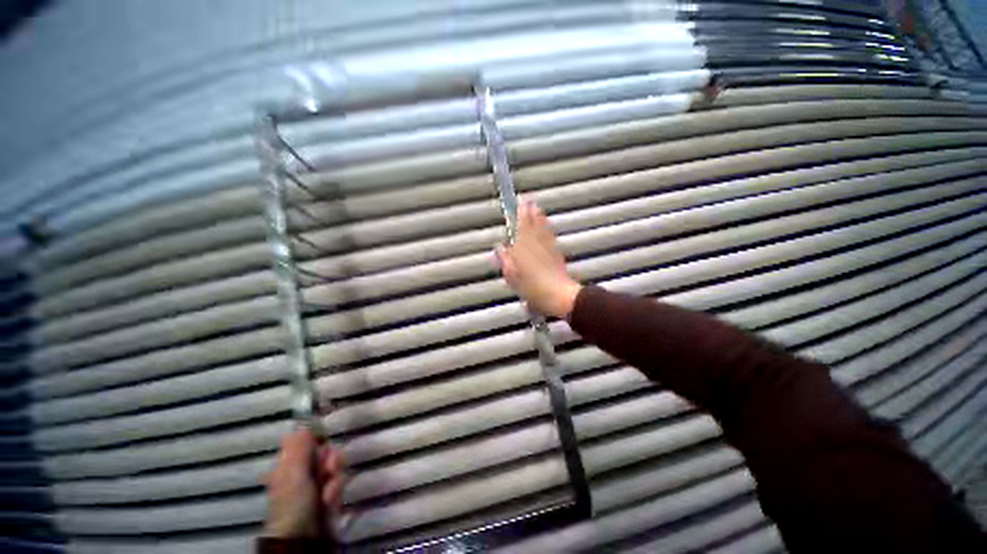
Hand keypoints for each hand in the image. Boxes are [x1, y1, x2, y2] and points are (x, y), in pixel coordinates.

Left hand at [263, 427, 345, 537]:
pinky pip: (338, 482)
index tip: (324, 444)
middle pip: (324, 453)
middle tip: (329, 469)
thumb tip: (303, 422)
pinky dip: (336, 490)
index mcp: (288, 465)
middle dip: (330, 460)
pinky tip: (330, 500)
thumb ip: (300, 447)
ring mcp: (315, 485)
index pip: (306, 442)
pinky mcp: (328, 495)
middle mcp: (301, 472)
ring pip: (334, 467)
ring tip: (328, 492)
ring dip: (335, 478)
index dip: (317, 441)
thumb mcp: (294, 472)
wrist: (304, 536)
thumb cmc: (293, 502)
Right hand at [495, 198, 581, 318]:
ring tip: (538, 210)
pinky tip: (547, 229)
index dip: (522, 212)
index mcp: (524, 246)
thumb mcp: (512, 275)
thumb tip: (500, 247)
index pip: (523, 224)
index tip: (522, 201)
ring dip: (541, 218)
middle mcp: (536, 243)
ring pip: (544, 228)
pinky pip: (551, 236)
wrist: (557, 294)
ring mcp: (548, 247)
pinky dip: (548, 229)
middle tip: (531, 201)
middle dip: (532, 212)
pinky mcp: (557, 254)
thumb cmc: (531, 286)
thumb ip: (505, 259)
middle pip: (535, 223)